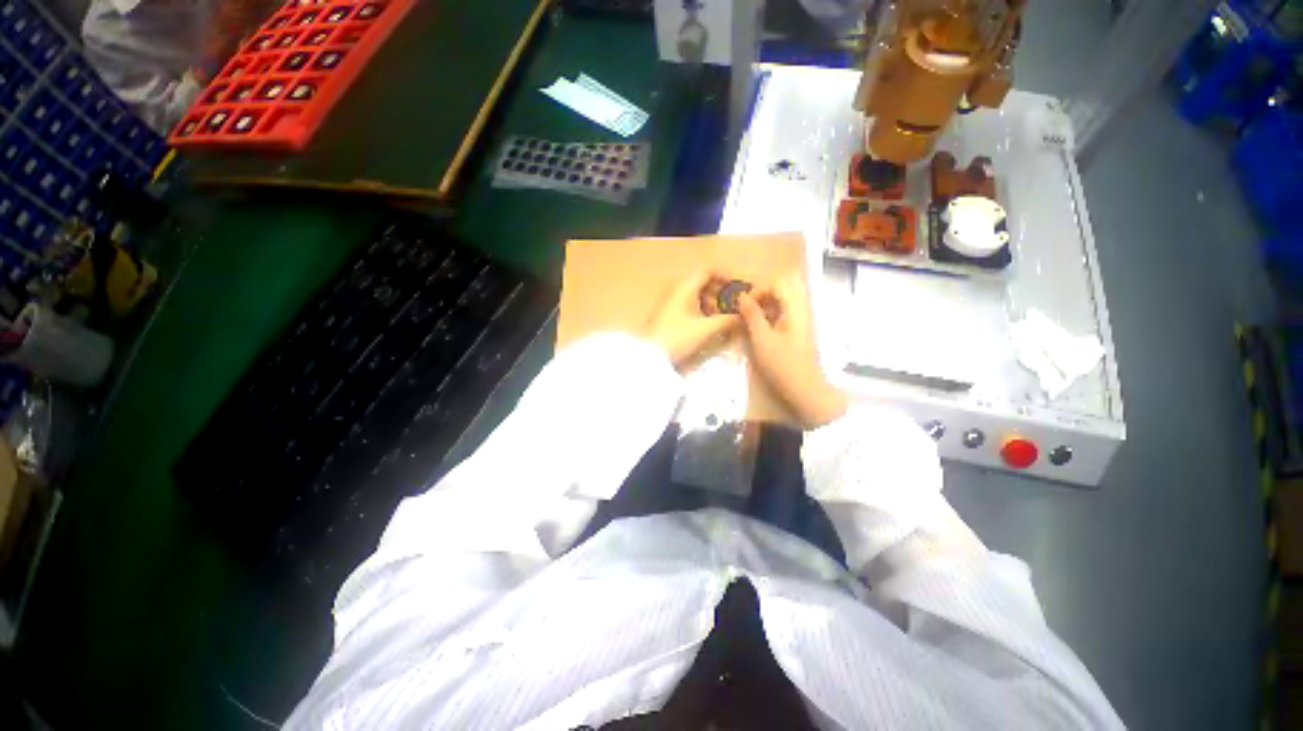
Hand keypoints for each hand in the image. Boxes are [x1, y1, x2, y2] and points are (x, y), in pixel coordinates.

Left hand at [645, 270, 741, 367]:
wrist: (653, 357)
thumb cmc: (678, 338)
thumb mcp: (706, 329)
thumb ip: (728, 320)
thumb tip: (745, 315)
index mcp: (686, 289)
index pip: (708, 270)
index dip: (726, 275)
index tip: (740, 288)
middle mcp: (680, 293)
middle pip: (705, 284)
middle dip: (723, 293)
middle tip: (736, 305)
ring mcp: (675, 305)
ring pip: (700, 297)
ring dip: (716, 304)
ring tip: (727, 318)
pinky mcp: (673, 318)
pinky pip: (694, 308)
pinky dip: (706, 312)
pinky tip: (713, 326)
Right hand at [738, 274, 847, 428]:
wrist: (805, 389)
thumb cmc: (783, 365)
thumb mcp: (762, 340)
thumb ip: (752, 315)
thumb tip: (741, 296)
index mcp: (796, 309)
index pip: (779, 282)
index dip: (759, 289)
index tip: (745, 305)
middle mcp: (803, 308)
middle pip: (787, 284)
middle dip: (766, 291)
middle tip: (751, 306)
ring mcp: (804, 318)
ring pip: (788, 296)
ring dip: (769, 301)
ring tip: (754, 316)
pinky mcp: (801, 328)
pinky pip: (788, 309)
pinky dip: (774, 310)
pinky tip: (764, 325)